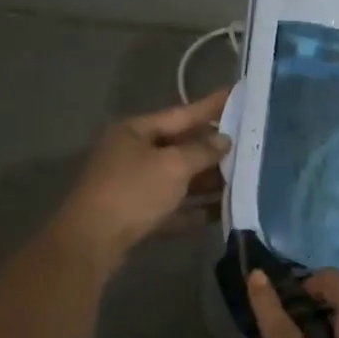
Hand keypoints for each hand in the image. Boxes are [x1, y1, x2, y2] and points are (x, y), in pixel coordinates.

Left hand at [54, 87, 230, 266]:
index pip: (181, 113)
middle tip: (247, 145)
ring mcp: (131, 186)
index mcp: (135, 131)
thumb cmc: (133, 192)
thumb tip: (224, 140)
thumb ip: (202, 151)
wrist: (91, 243)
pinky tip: (220, 212)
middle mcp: (131, 154)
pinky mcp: (135, 216)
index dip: (210, 106)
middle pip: (179, 147)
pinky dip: (192, 209)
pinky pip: (171, 207)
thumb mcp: (173, 166)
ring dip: (206, 181)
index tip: (236, 94)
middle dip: (212, 150)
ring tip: (241, 181)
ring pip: (176, 179)